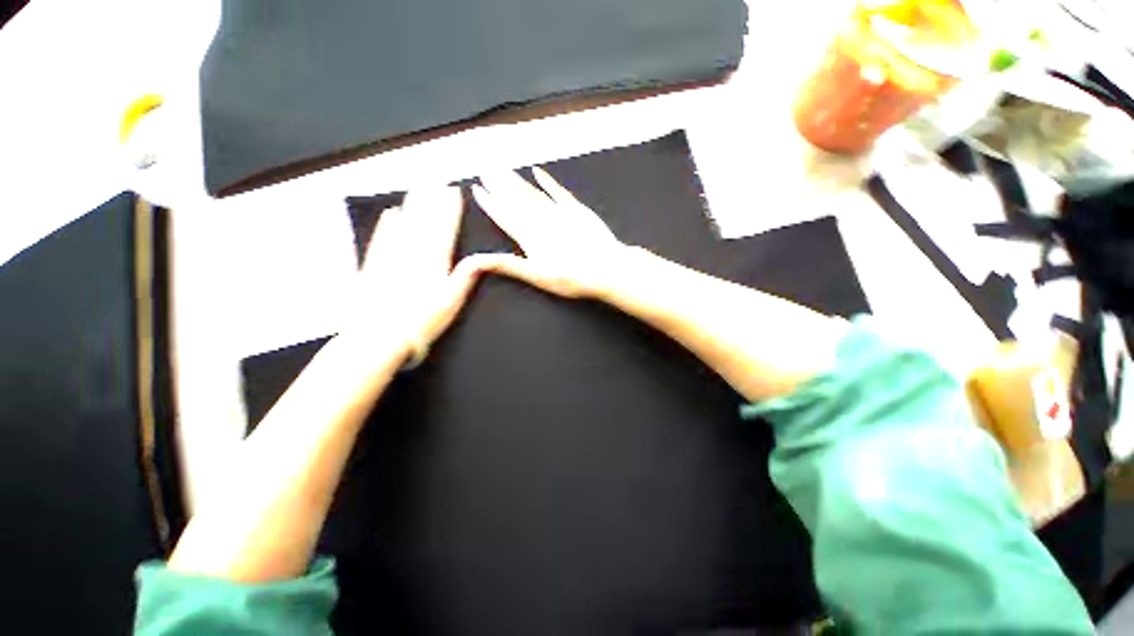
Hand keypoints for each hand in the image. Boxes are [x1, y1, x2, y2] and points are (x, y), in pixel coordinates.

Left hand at [353, 186, 480, 362]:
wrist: (379, 334)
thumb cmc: (422, 320)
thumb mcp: (452, 300)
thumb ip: (466, 275)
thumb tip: (484, 257)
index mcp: (435, 260)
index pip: (445, 228)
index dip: (450, 209)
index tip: (454, 191)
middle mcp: (413, 252)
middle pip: (425, 220)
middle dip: (432, 199)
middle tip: (436, 180)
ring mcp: (391, 256)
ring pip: (404, 224)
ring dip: (413, 204)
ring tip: (418, 187)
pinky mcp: (373, 265)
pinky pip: (382, 237)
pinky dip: (387, 224)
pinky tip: (391, 213)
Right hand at [467, 168, 629, 298]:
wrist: (605, 268)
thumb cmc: (570, 277)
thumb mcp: (535, 276)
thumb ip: (507, 264)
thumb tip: (475, 259)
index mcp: (529, 236)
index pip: (504, 216)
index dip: (490, 203)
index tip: (477, 189)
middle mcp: (541, 220)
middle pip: (516, 199)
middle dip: (499, 184)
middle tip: (485, 167)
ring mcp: (559, 212)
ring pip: (532, 193)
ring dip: (516, 180)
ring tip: (502, 168)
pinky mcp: (577, 209)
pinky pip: (558, 191)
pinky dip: (547, 181)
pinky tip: (537, 171)